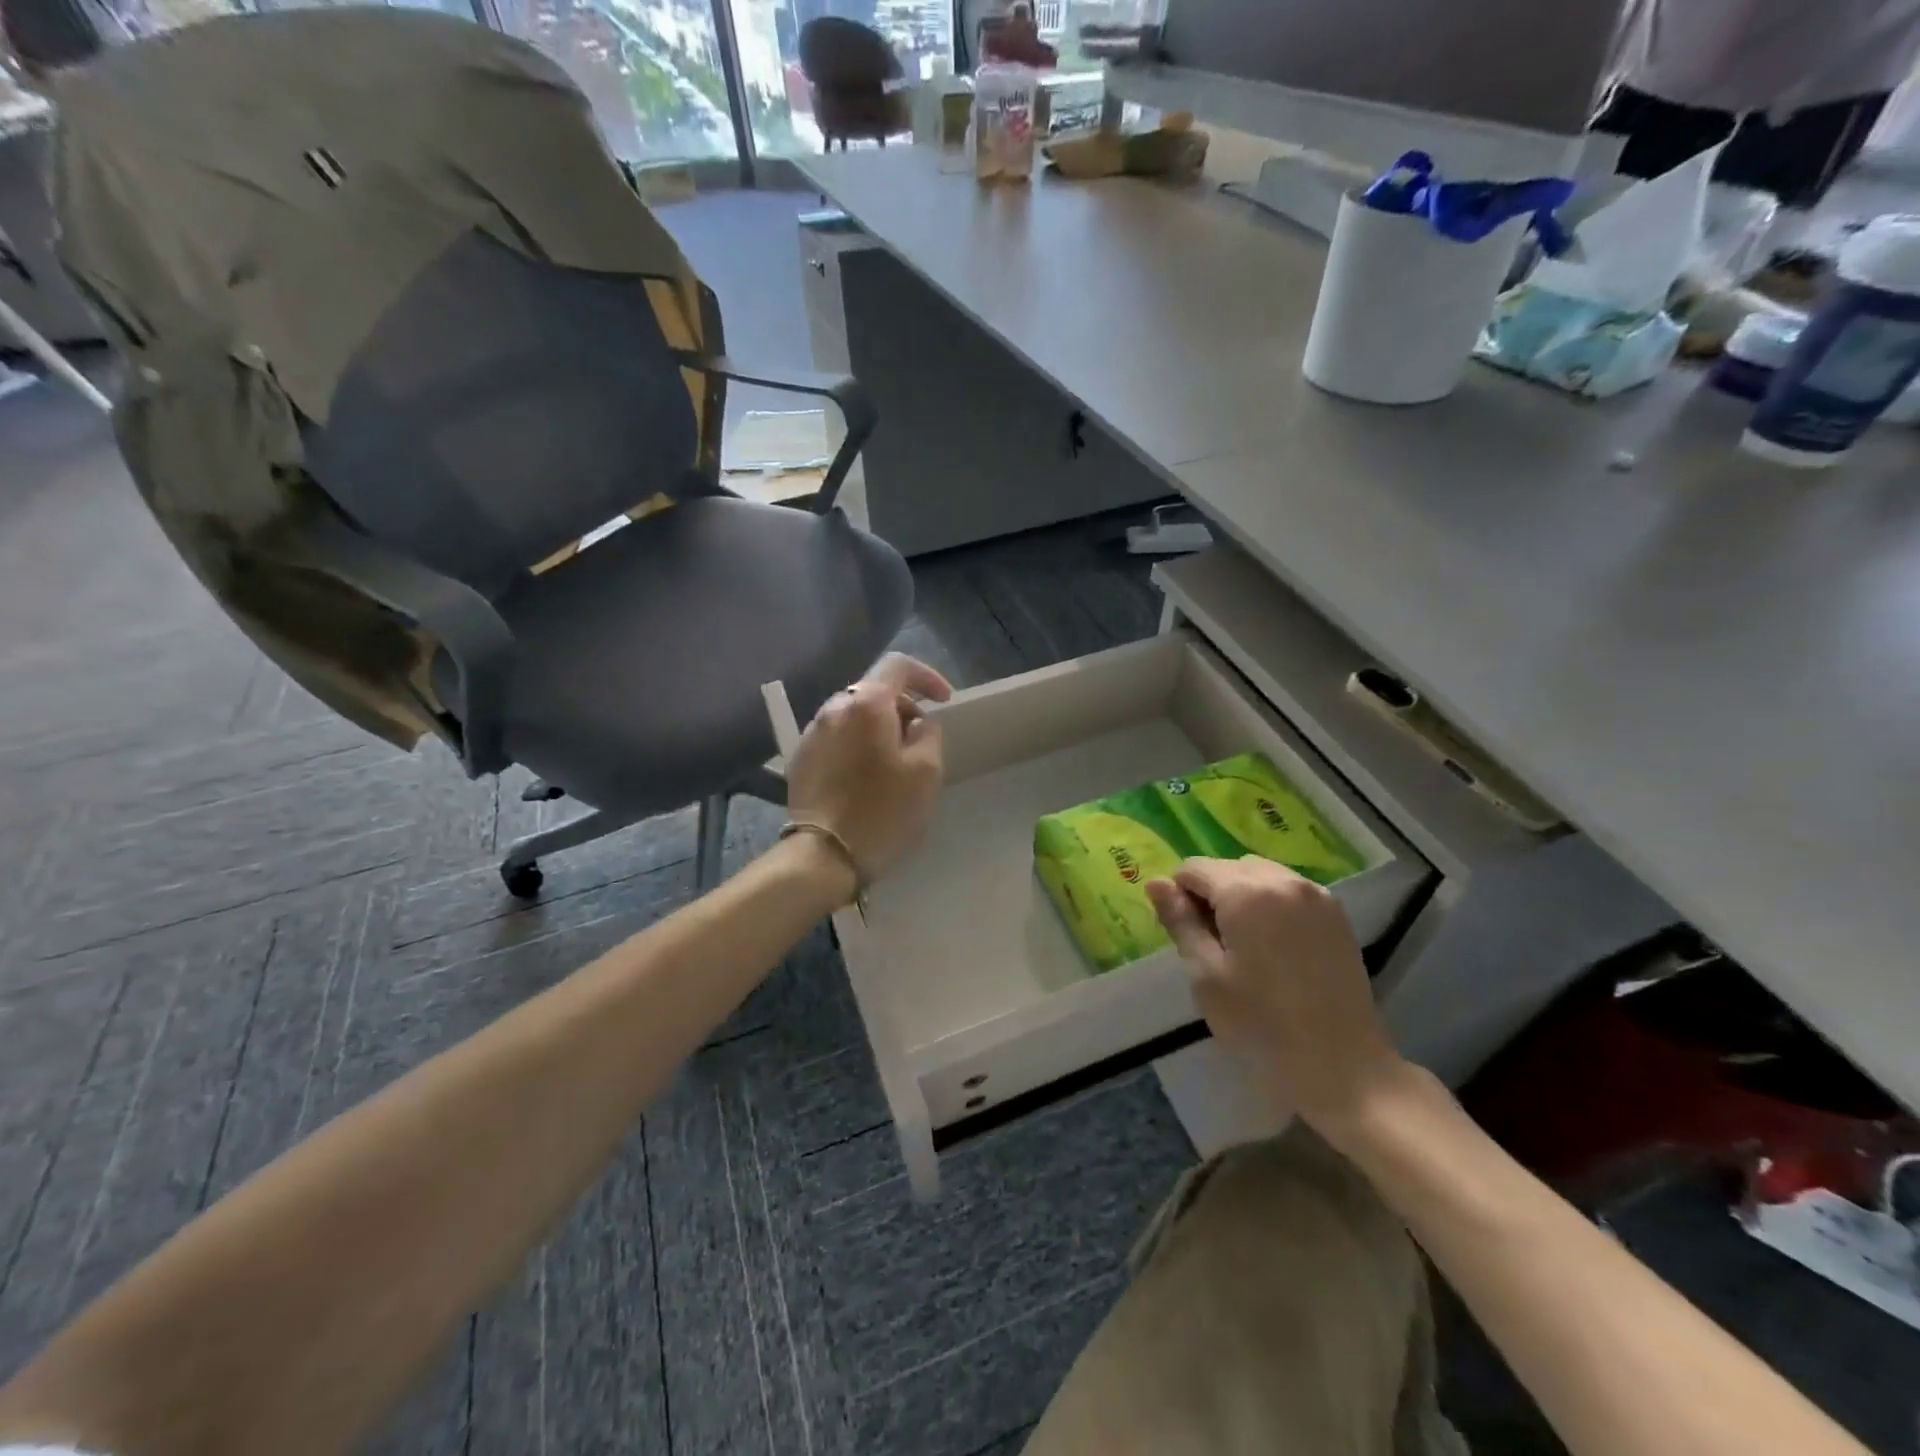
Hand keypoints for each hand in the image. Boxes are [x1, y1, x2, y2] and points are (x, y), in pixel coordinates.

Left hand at [785, 654, 950, 882]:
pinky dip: (857, 745)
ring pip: (853, 716)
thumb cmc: (882, 811)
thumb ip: (928, 734)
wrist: (823, 856)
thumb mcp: (926, 772)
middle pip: (873, 691)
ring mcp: (812, 733)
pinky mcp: (801, 759)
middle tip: (921, 740)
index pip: (898, 666)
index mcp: (866, 704)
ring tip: (894, 761)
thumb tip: (917, 722)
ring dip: (878, 728)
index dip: (926, 676)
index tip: (944, 701)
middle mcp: (833, 708)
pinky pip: (837, 738)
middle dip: (902, 708)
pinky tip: (866, 776)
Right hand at [1146, 858, 1408, 1136]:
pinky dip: (1272, 904)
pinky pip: (1289, 890)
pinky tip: (1275, 946)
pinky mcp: (1337, 914)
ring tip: (1245, 944)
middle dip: (1212, 893)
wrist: (1341, 1065)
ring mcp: (1316, 895)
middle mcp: (1283, 880)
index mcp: (1246, 892)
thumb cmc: (1260, 1023)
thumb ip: (1180, 921)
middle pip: (1229, 867)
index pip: (1194, 868)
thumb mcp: (1206, 974)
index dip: (1179, 895)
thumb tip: (1155, 883)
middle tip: (1213, 943)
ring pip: (1261, 874)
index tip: (1186, 933)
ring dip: (1242, 895)